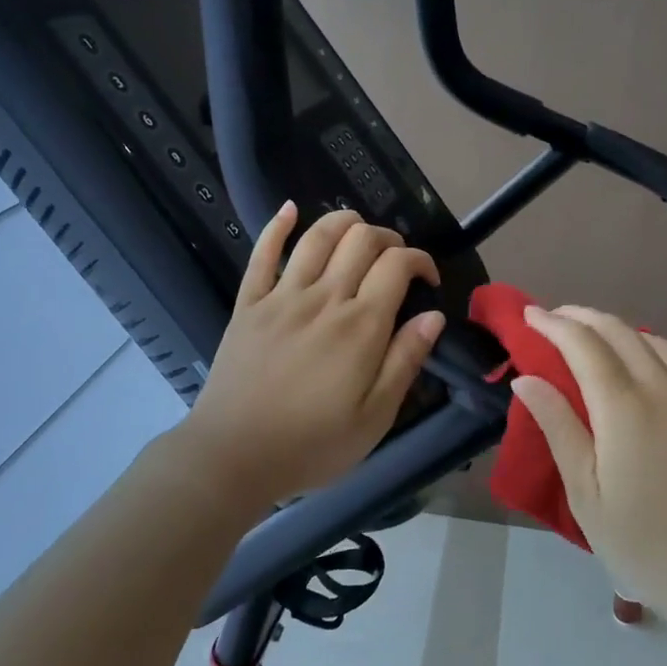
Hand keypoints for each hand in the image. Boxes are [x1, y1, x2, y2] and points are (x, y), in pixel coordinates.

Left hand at [174, 202, 446, 509]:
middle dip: (387, 238)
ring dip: (343, 222)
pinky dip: (277, 226)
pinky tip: (289, 209)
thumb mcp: (375, 417)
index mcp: (360, 326)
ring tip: (357, 229)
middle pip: (361, 240)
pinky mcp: (249, 303)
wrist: (233, 456)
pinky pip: (262, 253)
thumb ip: (405, 361)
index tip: (427, 279)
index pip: (397, 265)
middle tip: (395, 261)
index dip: (420, 260)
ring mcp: (281, 297)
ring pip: (317, 236)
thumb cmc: (312, 445)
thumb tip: (433, 315)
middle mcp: (324, 298)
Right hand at [512, 305, 666, 626]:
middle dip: (581, 317)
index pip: (583, 344)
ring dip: (616, 329)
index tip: (528, 314)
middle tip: (551, 318)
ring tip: (591, 337)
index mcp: (626, 407)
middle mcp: (665, 389)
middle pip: (619, 332)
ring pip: (653, 342)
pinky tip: (639, 366)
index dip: (552, 323)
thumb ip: (557, 427)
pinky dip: (648, 349)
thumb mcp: (587, 494)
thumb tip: (525, 379)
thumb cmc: (649, 547)